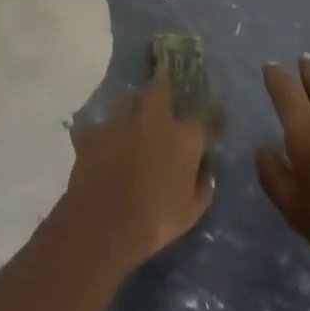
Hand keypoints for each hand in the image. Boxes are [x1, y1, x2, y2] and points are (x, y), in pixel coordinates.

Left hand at [52, 73, 215, 274]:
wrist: (104, 224)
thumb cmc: (156, 220)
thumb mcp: (191, 213)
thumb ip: (202, 187)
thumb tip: (206, 173)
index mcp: (183, 137)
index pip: (206, 116)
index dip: (213, 114)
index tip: (216, 113)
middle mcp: (153, 118)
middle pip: (161, 86)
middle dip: (164, 87)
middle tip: (164, 96)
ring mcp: (120, 121)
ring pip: (128, 102)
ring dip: (132, 111)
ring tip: (131, 125)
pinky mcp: (93, 132)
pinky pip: (98, 127)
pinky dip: (101, 135)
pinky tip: (101, 146)